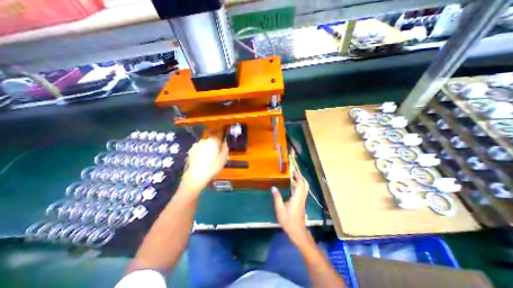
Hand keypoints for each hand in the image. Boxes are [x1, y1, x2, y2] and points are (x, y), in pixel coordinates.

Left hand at [179, 136, 228, 194]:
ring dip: (206, 151)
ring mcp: (195, 146)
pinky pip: (198, 151)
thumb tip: (224, 144)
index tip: (221, 153)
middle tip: (215, 158)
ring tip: (207, 161)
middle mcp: (203, 141)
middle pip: (211, 142)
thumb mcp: (223, 158)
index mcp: (212, 141)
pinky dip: (200, 154)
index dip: (221, 146)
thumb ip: (225, 149)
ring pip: (204, 146)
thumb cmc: (213, 167)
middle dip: (213, 148)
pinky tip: (201, 162)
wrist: (196, 176)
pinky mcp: (189, 152)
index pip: (219, 139)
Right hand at [270, 171, 309, 246]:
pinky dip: (299, 186)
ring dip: (301, 181)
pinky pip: (302, 192)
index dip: (298, 176)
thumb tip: (273, 187)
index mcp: (297, 197)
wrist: (297, 231)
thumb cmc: (288, 220)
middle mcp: (302, 197)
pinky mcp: (301, 203)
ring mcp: (302, 200)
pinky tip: (292, 187)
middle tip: (295, 173)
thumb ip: (277, 197)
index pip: (300, 184)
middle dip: (301, 177)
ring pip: (305, 188)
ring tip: (293, 177)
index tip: (293, 171)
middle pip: (305, 185)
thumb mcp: (280, 209)